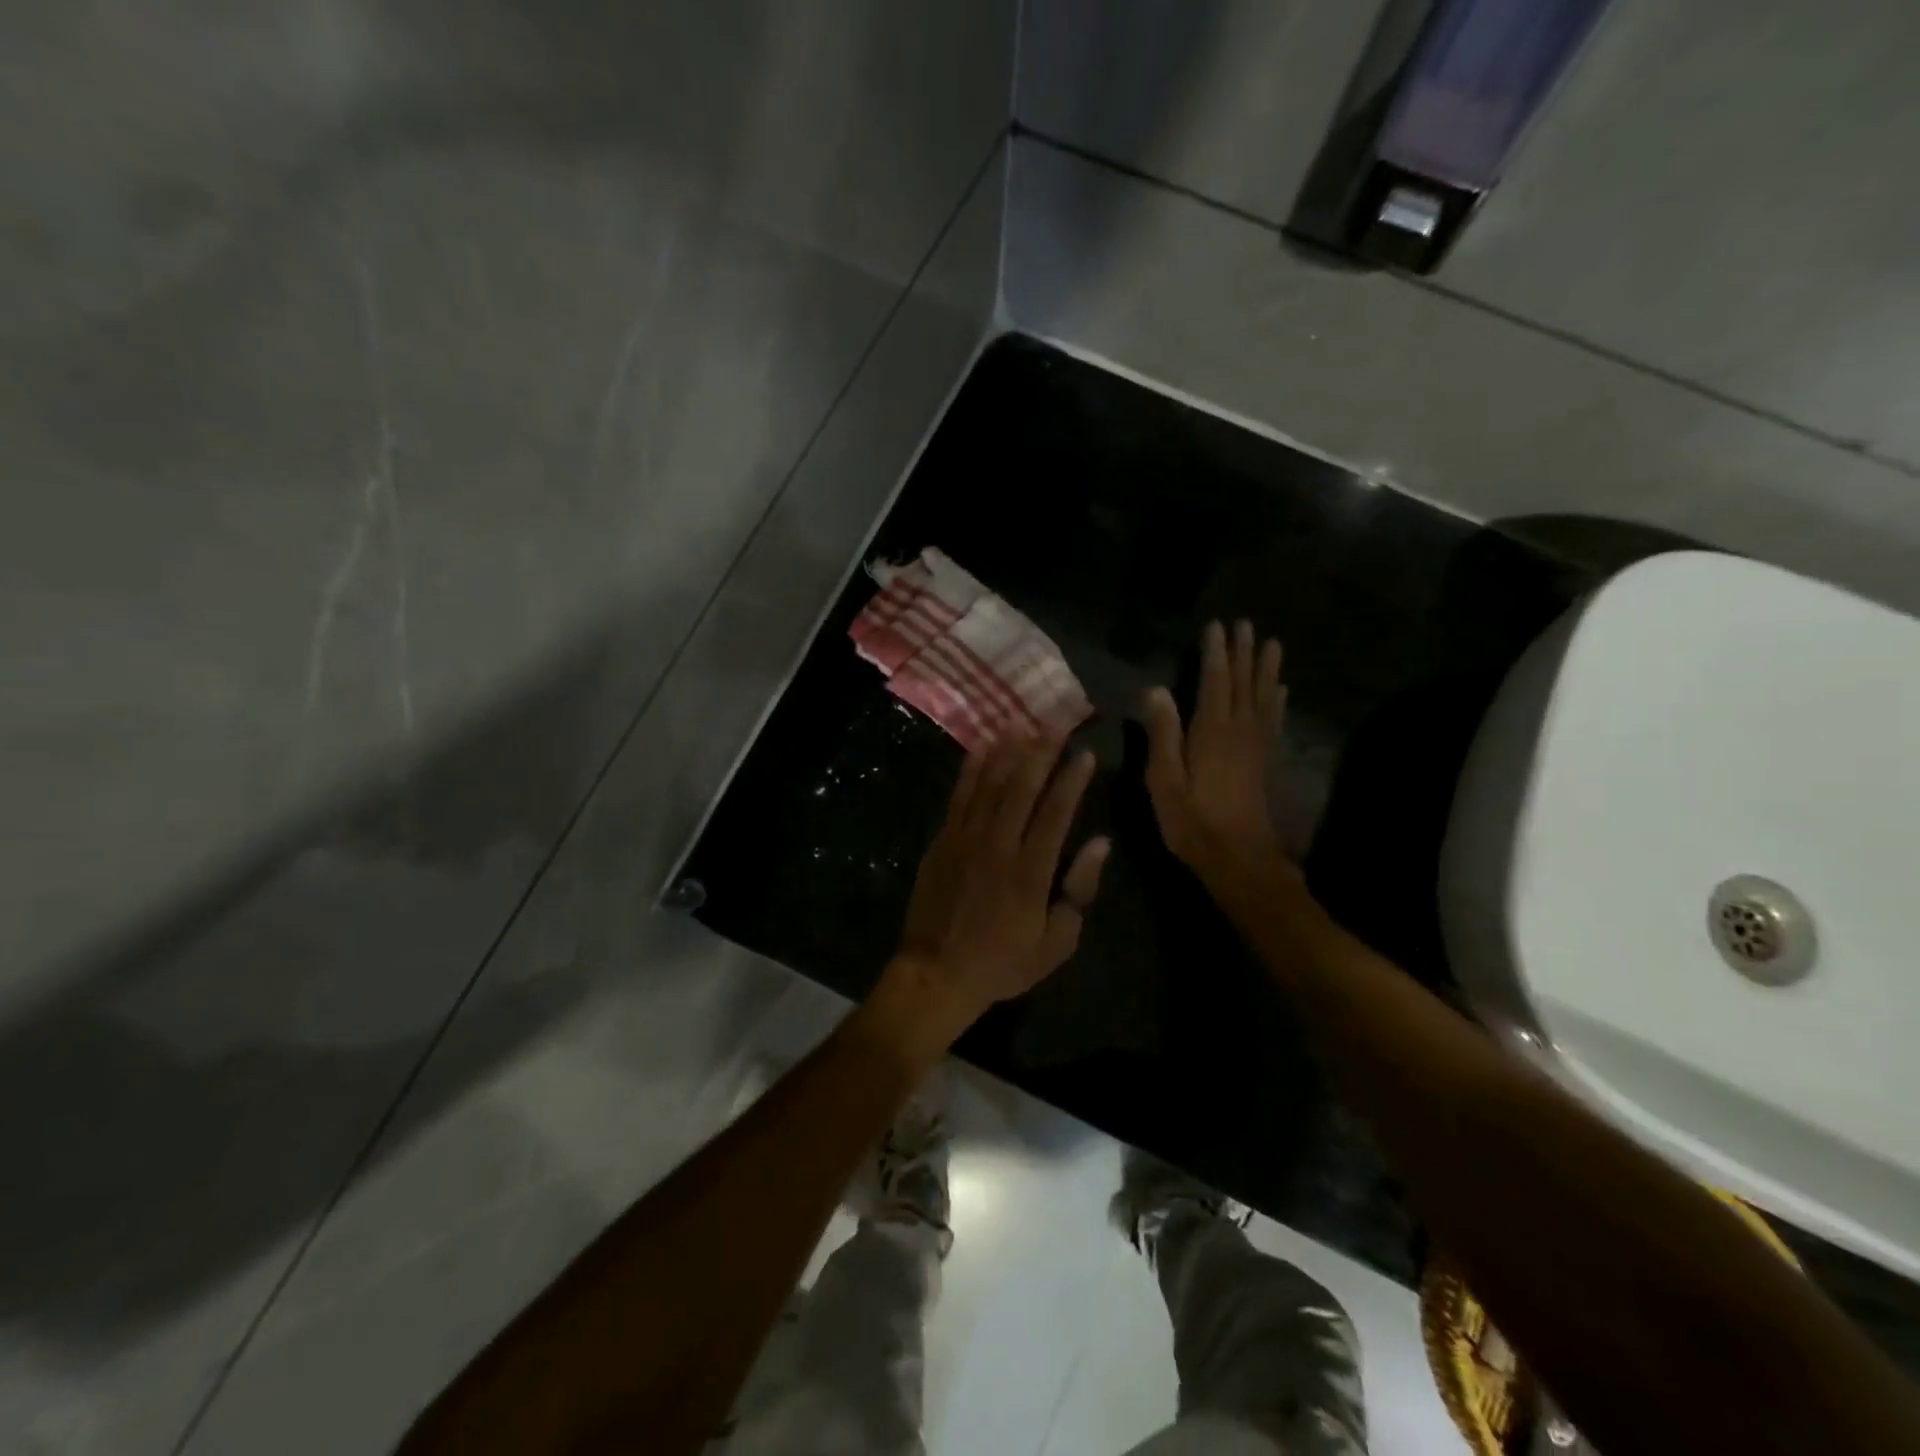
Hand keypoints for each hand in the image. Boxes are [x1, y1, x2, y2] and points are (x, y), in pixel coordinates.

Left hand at [877, 739, 1109, 1051]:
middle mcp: (998, 846)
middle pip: (1022, 788)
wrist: (936, 973)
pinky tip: (982, 748)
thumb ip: (1078, 890)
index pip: (1056, 813)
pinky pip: (959, 796)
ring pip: (989, 784)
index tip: (1085, 754)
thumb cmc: (1002, 963)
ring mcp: (965, 840)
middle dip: (1041, 752)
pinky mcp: (943, 841)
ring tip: (1023, 724)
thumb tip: (1100, 844)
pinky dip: (971, 770)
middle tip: (1056, 724)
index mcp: (1030, 872)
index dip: (1072, 780)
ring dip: (1007, 752)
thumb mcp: (1055, 943)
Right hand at [1143, 620, 1290, 891]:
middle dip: (1243, 652)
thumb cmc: (1191, 819)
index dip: (1215, 653)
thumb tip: (1156, 688)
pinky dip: (1276, 701)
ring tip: (1272, 644)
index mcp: (1211, 730)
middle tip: (1246, 624)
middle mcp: (1238, 730)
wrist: (1237, 857)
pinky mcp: (1263, 761)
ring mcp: (1255, 745)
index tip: (1217, 626)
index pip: (1214, 681)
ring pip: (1263, 697)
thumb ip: (1162, 732)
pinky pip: (1272, 721)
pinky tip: (1280, 691)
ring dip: (1266, 669)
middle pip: (1243, 683)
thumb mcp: (1164, 778)